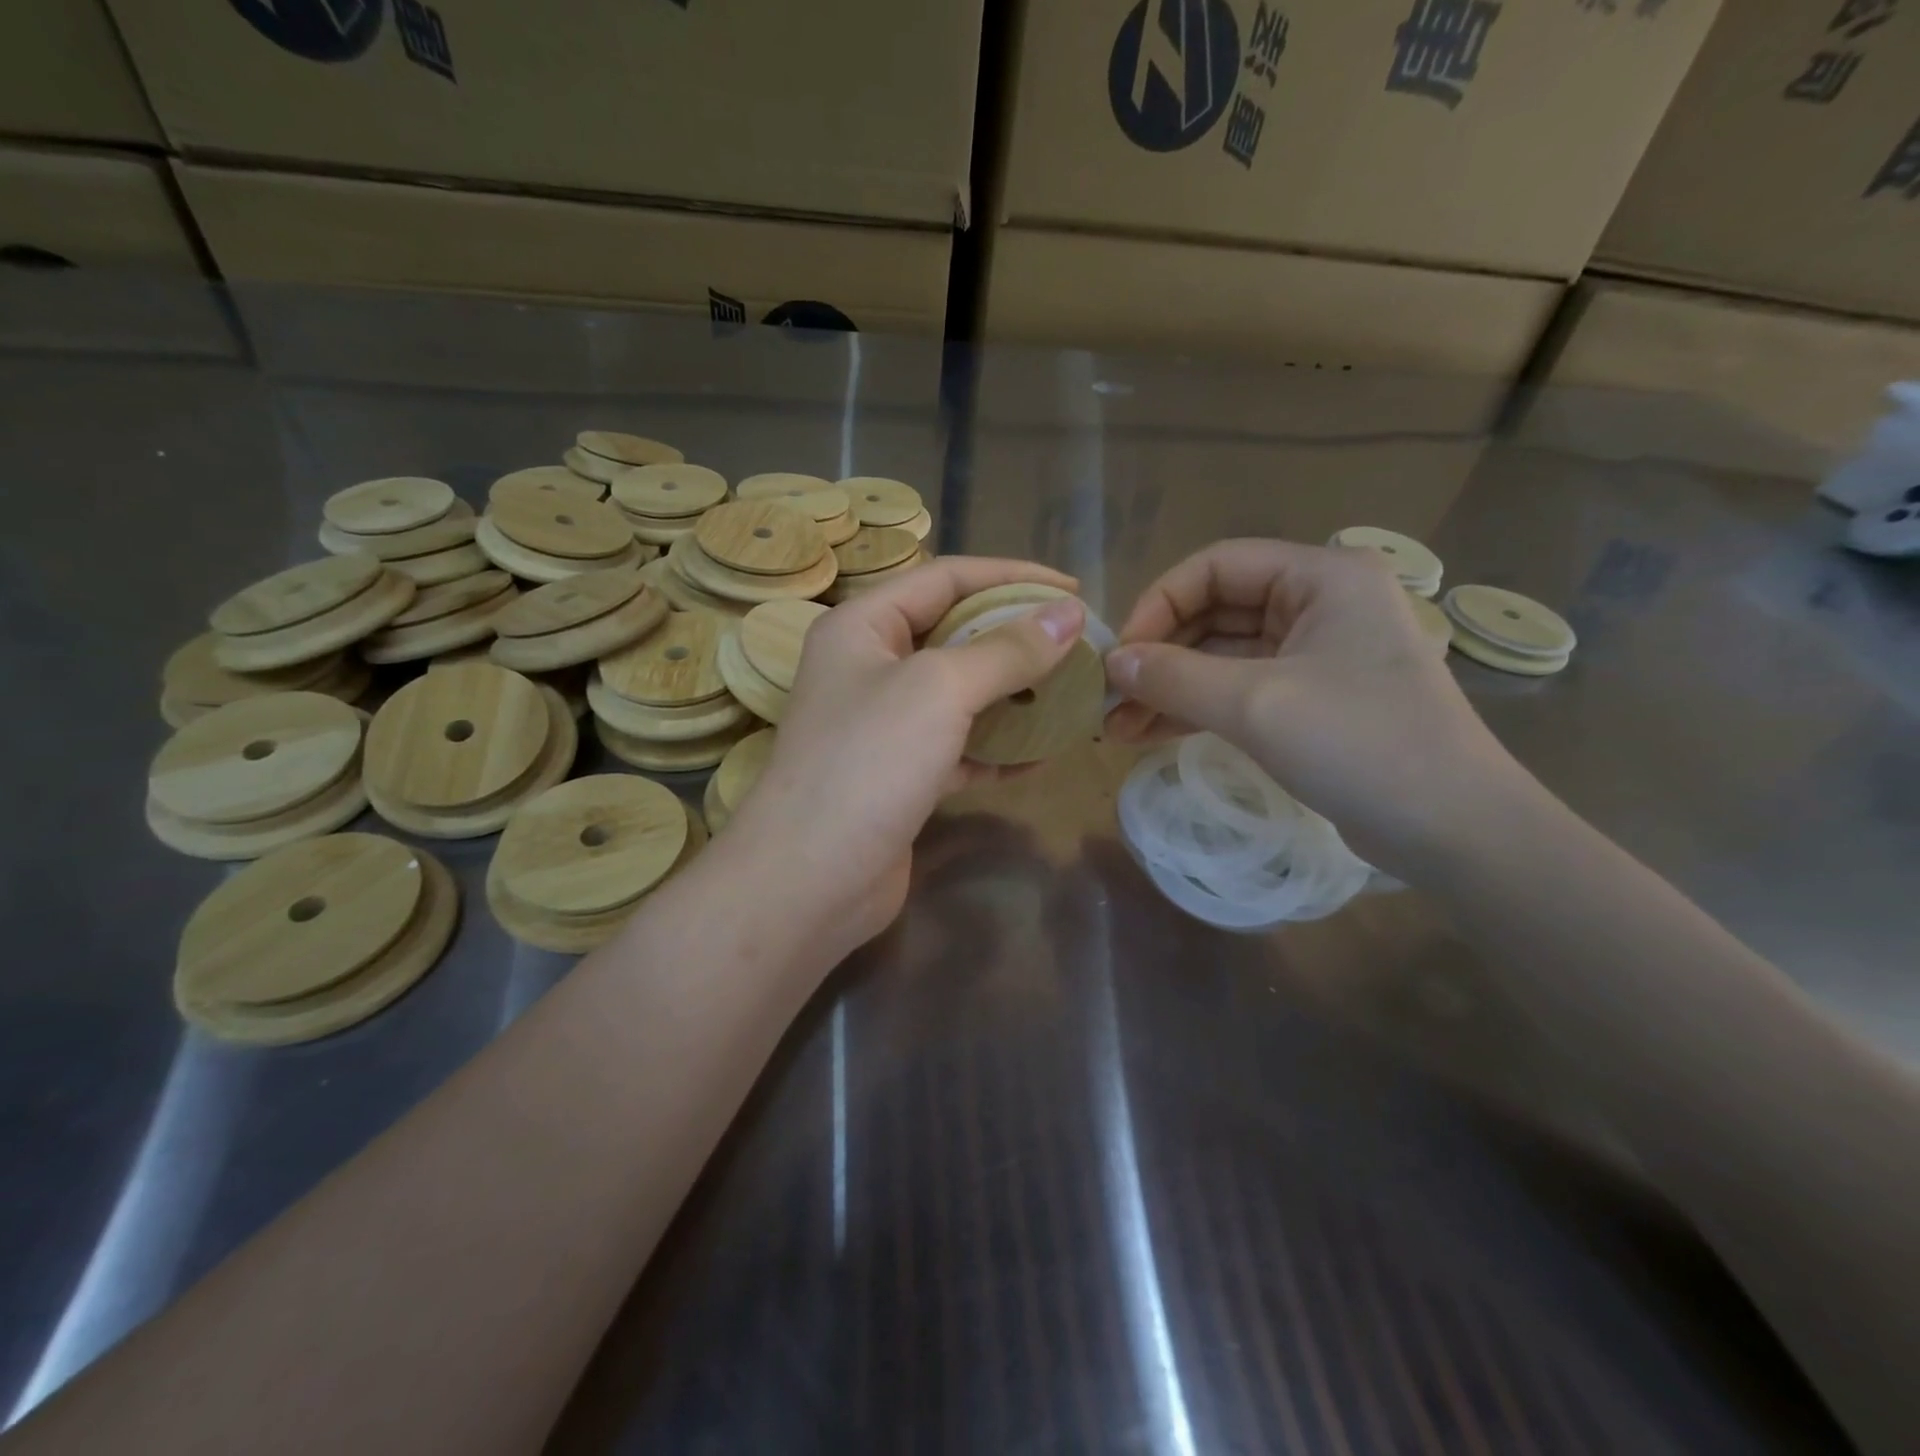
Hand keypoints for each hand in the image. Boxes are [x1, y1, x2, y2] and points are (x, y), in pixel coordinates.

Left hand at [716, 557, 1084, 958]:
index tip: (1071, 589)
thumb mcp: (942, 689)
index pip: (945, 577)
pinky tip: (1040, 756)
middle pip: (953, 634)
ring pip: (959, 695)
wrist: (812, 880)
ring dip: (1012, 694)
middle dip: (1015, 637)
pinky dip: (996, 749)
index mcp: (862, 626)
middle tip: (1075, 643)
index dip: (1011, 576)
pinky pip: (958, 748)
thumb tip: (1069, 613)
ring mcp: (882, 725)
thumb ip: (1007, 650)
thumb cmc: (869, 762)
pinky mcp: (899, 776)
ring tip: (1069, 694)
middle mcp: (868, 668)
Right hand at [1104, 538, 1529, 874]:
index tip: (1120, 656)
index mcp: (1320, 576)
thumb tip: (1111, 663)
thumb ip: (1175, 677)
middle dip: (1159, 656)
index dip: (1158, 604)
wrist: (1452, 830)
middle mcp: (1319, 603)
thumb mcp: (1256, 704)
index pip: (1215, 566)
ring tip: (1117, 727)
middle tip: (1110, 698)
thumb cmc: (1360, 745)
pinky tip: (1150, 735)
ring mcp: (1316, 653)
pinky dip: (1196, 709)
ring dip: (1170, 689)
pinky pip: (1239, 690)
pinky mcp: (1311, 699)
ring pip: (1222, 656)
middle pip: (1215, 612)